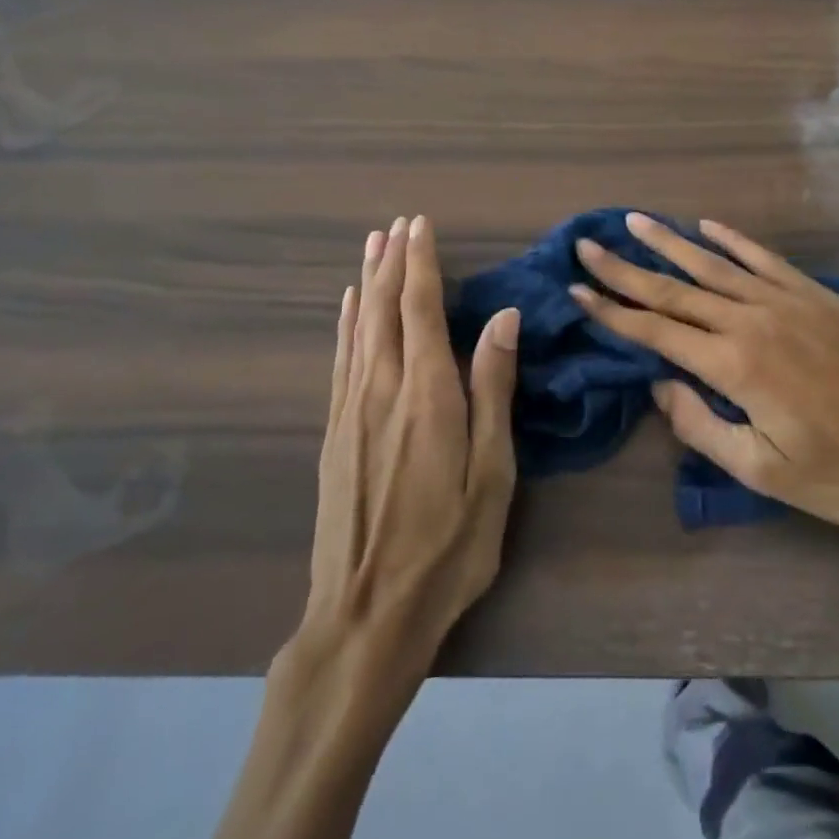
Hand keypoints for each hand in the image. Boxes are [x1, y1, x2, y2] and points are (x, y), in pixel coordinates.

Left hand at [301, 215, 519, 663]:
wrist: (366, 615)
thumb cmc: (447, 547)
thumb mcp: (492, 474)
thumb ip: (493, 390)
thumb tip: (504, 319)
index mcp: (428, 395)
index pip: (421, 310)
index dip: (421, 264)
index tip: (421, 225)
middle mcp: (383, 389)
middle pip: (383, 309)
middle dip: (391, 262)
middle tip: (397, 223)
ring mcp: (352, 409)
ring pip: (358, 328)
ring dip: (366, 282)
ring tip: (372, 244)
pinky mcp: (334, 432)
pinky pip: (340, 360)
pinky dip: (344, 324)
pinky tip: (346, 306)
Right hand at [569, 212, 838, 527]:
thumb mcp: (766, 471)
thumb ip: (703, 427)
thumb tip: (661, 386)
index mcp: (733, 365)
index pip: (656, 331)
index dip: (612, 311)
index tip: (577, 289)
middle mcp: (750, 320)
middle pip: (674, 288)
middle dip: (625, 268)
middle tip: (587, 245)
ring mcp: (784, 300)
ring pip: (712, 264)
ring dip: (668, 243)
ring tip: (634, 222)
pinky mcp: (813, 293)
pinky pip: (761, 258)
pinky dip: (731, 240)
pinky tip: (707, 226)